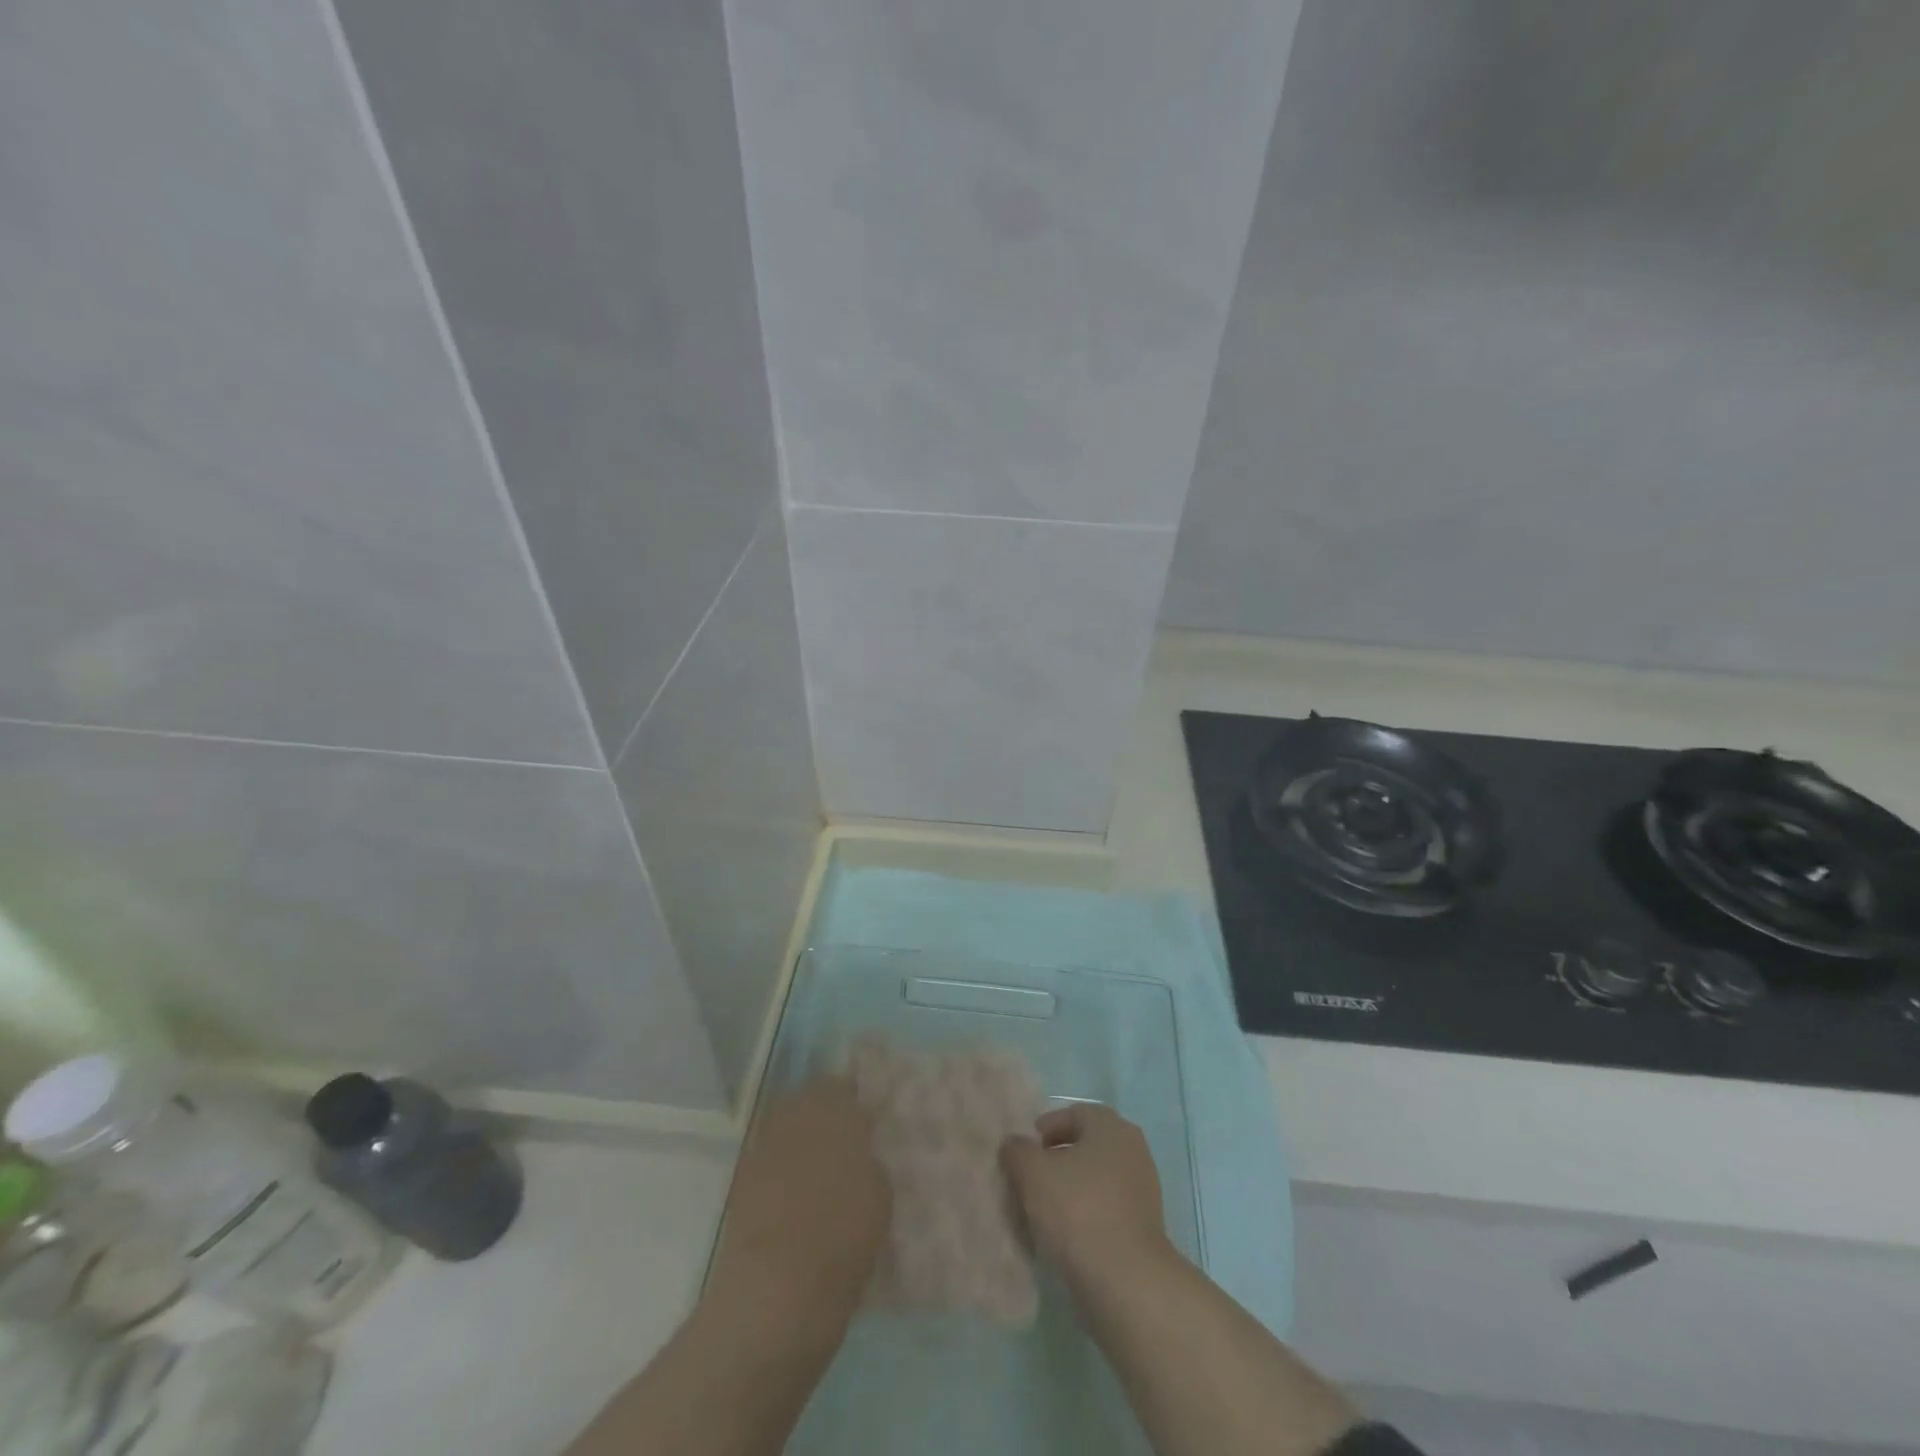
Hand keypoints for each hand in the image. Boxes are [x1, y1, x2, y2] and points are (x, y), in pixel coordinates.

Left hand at [703, 1077, 890, 1355]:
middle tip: (840, 1137)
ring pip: (785, 1123)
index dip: (851, 1099)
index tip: (862, 1116)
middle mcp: (797, 1116)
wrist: (778, 1288)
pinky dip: (779, 1164)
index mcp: (837, 1112)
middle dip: (823, 1111)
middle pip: (809, 1098)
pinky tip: (790, 1188)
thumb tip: (859, 1155)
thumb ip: (868, 1162)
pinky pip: (767, 1155)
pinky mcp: (741, 1177)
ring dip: (799, 1136)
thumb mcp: (880, 1195)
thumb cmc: (844, 1238)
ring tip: (815, 1163)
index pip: (842, 1086)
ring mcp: (765, 1143)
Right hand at [1001, 1103, 1172, 1292]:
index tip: (1024, 1153)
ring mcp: (1143, 1189)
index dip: (1045, 1129)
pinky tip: (1066, 1235)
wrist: (1126, 1282)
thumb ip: (1018, 1151)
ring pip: (1097, 1179)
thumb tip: (1015, 1144)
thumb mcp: (1033, 1173)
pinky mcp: (1144, 1226)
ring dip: (1071, 1189)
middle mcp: (1132, 1149)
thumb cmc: (1078, 1211)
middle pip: (1086, 1146)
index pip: (1073, 1114)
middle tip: (1030, 1180)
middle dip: (1057, 1159)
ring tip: (1043, 1211)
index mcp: (1111, 1126)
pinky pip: (1107, 1208)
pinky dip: (1086, 1215)